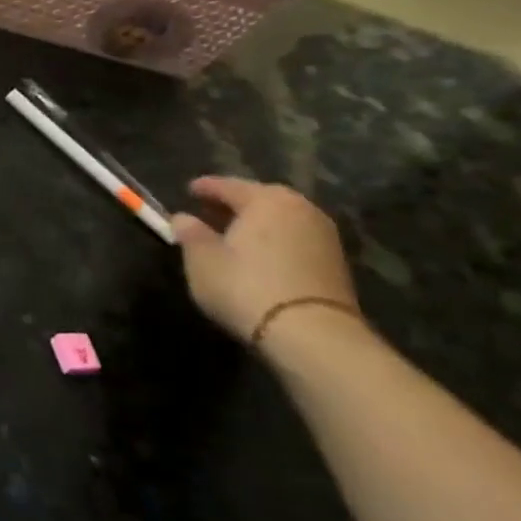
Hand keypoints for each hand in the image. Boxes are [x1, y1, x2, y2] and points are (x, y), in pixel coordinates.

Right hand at [171, 177, 358, 344]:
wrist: (313, 335)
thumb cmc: (245, 286)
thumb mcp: (201, 259)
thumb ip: (190, 233)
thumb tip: (183, 218)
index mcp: (266, 199)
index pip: (228, 185)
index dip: (205, 187)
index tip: (189, 190)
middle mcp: (300, 208)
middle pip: (261, 199)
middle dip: (236, 204)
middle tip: (212, 211)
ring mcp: (324, 236)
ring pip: (282, 220)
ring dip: (258, 224)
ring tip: (235, 235)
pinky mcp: (337, 264)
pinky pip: (296, 240)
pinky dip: (276, 242)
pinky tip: (260, 256)